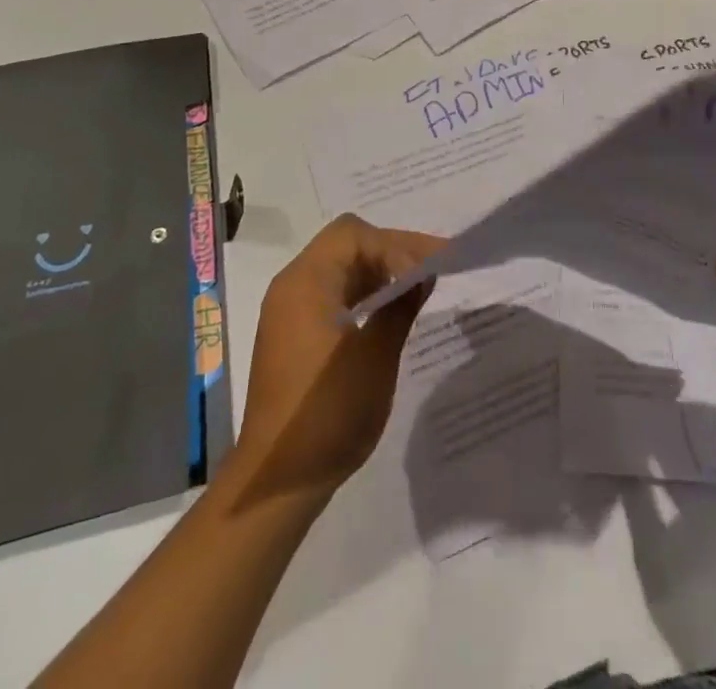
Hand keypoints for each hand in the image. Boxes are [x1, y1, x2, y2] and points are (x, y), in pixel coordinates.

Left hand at [228, 214, 441, 506]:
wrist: (279, 481)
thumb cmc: (329, 412)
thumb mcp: (376, 356)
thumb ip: (401, 305)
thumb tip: (422, 274)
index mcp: (305, 282)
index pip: (353, 234)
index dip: (393, 245)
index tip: (425, 273)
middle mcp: (293, 286)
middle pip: (348, 245)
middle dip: (393, 251)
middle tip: (437, 265)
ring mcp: (292, 311)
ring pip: (343, 268)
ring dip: (381, 271)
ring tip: (421, 285)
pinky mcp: (296, 334)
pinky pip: (334, 294)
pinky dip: (365, 293)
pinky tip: (392, 310)